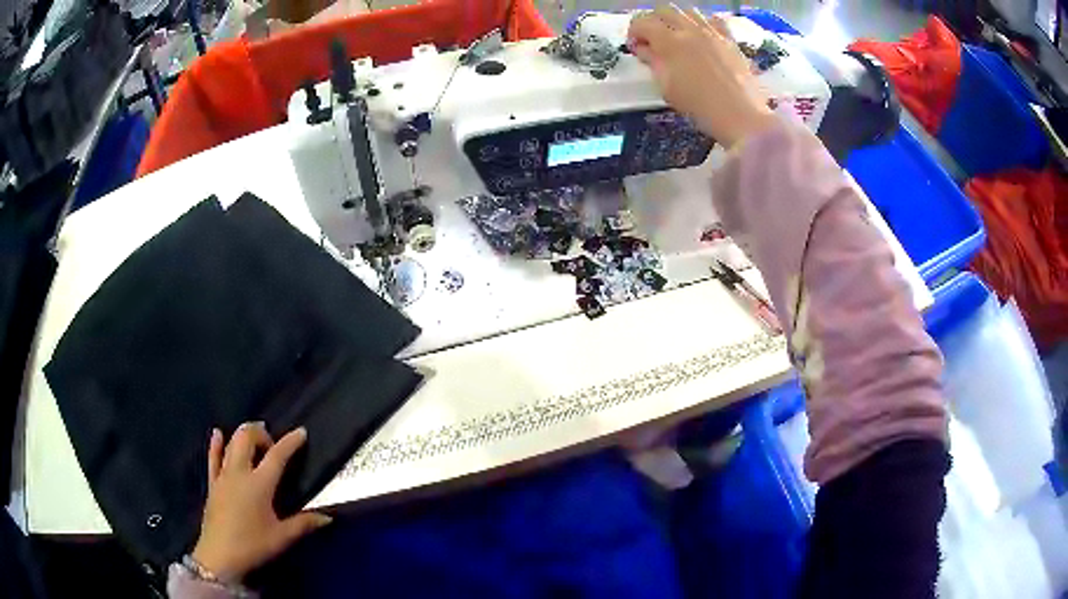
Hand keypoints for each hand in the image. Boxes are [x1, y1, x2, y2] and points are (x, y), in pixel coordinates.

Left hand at [191, 423, 331, 581]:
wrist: (220, 555)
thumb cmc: (253, 545)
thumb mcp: (282, 537)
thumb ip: (304, 524)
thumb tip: (327, 517)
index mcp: (259, 484)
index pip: (277, 456)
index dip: (290, 442)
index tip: (301, 432)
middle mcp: (240, 473)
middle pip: (247, 439)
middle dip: (260, 433)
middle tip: (272, 444)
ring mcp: (223, 476)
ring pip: (230, 444)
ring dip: (242, 436)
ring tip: (253, 438)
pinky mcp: (212, 484)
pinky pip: (213, 458)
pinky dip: (216, 444)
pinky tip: (218, 433)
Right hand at [628, 5, 778, 146]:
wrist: (741, 116)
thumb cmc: (699, 107)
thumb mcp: (667, 88)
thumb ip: (653, 62)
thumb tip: (644, 49)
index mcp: (669, 42)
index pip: (642, 23)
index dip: (633, 33)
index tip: (635, 48)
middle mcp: (690, 29)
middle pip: (664, 10)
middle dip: (653, 22)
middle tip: (653, 40)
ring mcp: (713, 32)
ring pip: (688, 11)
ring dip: (677, 20)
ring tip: (679, 38)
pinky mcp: (730, 40)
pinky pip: (714, 20)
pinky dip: (704, 24)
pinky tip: (704, 37)